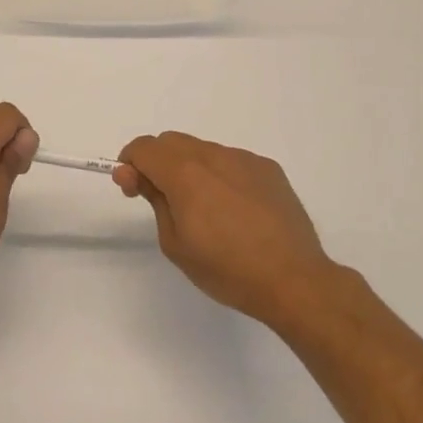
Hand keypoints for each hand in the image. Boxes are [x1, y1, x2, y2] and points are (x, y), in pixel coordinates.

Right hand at [114, 132, 339, 325]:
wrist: (293, 280)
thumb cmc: (226, 269)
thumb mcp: (175, 243)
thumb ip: (153, 199)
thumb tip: (136, 174)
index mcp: (185, 173)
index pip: (144, 147)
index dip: (130, 164)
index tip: (132, 189)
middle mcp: (214, 155)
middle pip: (171, 142)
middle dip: (157, 162)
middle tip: (161, 199)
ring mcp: (245, 159)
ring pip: (202, 150)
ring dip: (190, 168)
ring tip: (204, 210)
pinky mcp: (268, 169)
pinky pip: (232, 161)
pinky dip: (220, 175)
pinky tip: (234, 210)